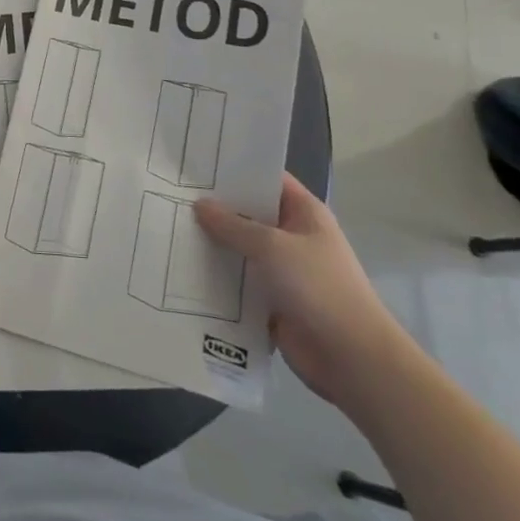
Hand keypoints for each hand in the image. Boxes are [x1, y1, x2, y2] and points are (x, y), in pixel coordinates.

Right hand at [195, 175, 410, 408]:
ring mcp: (283, 269)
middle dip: (216, 208)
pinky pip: (239, 281)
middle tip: (172, 193)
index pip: (266, 179)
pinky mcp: (272, 300)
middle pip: (249, 214)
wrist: (351, 358)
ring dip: (213, 244)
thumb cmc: (317, 287)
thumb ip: (232, 225)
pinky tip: (183, 267)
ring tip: (169, 227)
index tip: (197, 162)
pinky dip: (218, 277)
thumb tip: (200, 204)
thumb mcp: (271, 246)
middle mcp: (293, 236)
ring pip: (241, 249)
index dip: (235, 169)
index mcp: (304, 213)